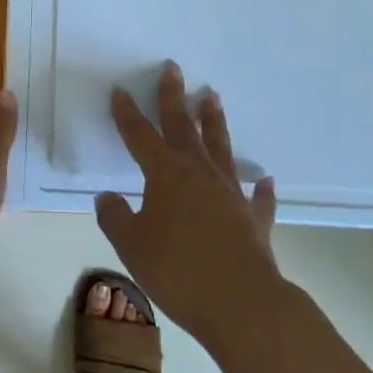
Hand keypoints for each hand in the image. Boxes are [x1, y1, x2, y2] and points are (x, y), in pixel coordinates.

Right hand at [96, 62, 280, 345]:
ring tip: (212, 97)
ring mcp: (230, 193)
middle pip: (183, 126)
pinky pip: (258, 198)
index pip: (140, 135)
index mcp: (165, 173)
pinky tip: (266, 180)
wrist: (242, 304)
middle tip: (173, 68)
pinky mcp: (254, 218)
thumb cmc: (179, 271)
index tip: (120, 90)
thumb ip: (115, 218)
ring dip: (214, 122)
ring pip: (220, 147)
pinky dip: (262, 189)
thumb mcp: (132, 247)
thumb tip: (106, 198)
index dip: (127, 113)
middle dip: (174, 96)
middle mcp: (199, 172)